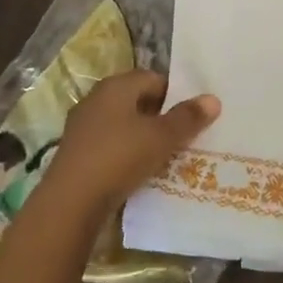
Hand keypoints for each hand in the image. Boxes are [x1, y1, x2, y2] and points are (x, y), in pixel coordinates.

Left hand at [47, 70, 219, 214]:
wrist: (69, 204)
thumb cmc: (119, 157)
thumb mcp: (161, 137)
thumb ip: (187, 118)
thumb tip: (213, 99)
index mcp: (116, 86)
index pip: (154, 78)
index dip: (176, 95)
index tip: (193, 116)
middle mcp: (97, 99)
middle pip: (138, 101)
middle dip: (161, 116)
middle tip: (185, 136)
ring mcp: (83, 127)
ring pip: (124, 125)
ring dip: (144, 137)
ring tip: (167, 156)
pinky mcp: (77, 153)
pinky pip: (111, 145)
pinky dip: (127, 154)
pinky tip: (140, 172)